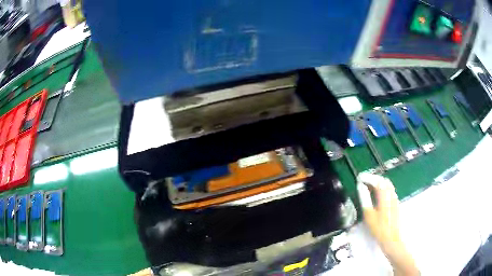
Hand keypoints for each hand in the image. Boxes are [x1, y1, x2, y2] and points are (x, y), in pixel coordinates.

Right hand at [357, 172, 418, 275]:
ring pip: (388, 185)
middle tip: (364, 181)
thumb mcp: (369, 215)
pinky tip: (377, 194)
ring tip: (369, 186)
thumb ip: (365, 199)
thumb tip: (360, 186)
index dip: (368, 177)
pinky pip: (389, 190)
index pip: (377, 181)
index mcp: (385, 196)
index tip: (360, 178)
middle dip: (374, 178)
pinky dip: (382, 188)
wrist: (391, 239)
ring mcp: (395, 199)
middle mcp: (391, 195)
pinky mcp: (396, 203)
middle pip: (384, 180)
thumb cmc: (378, 228)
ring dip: (379, 182)